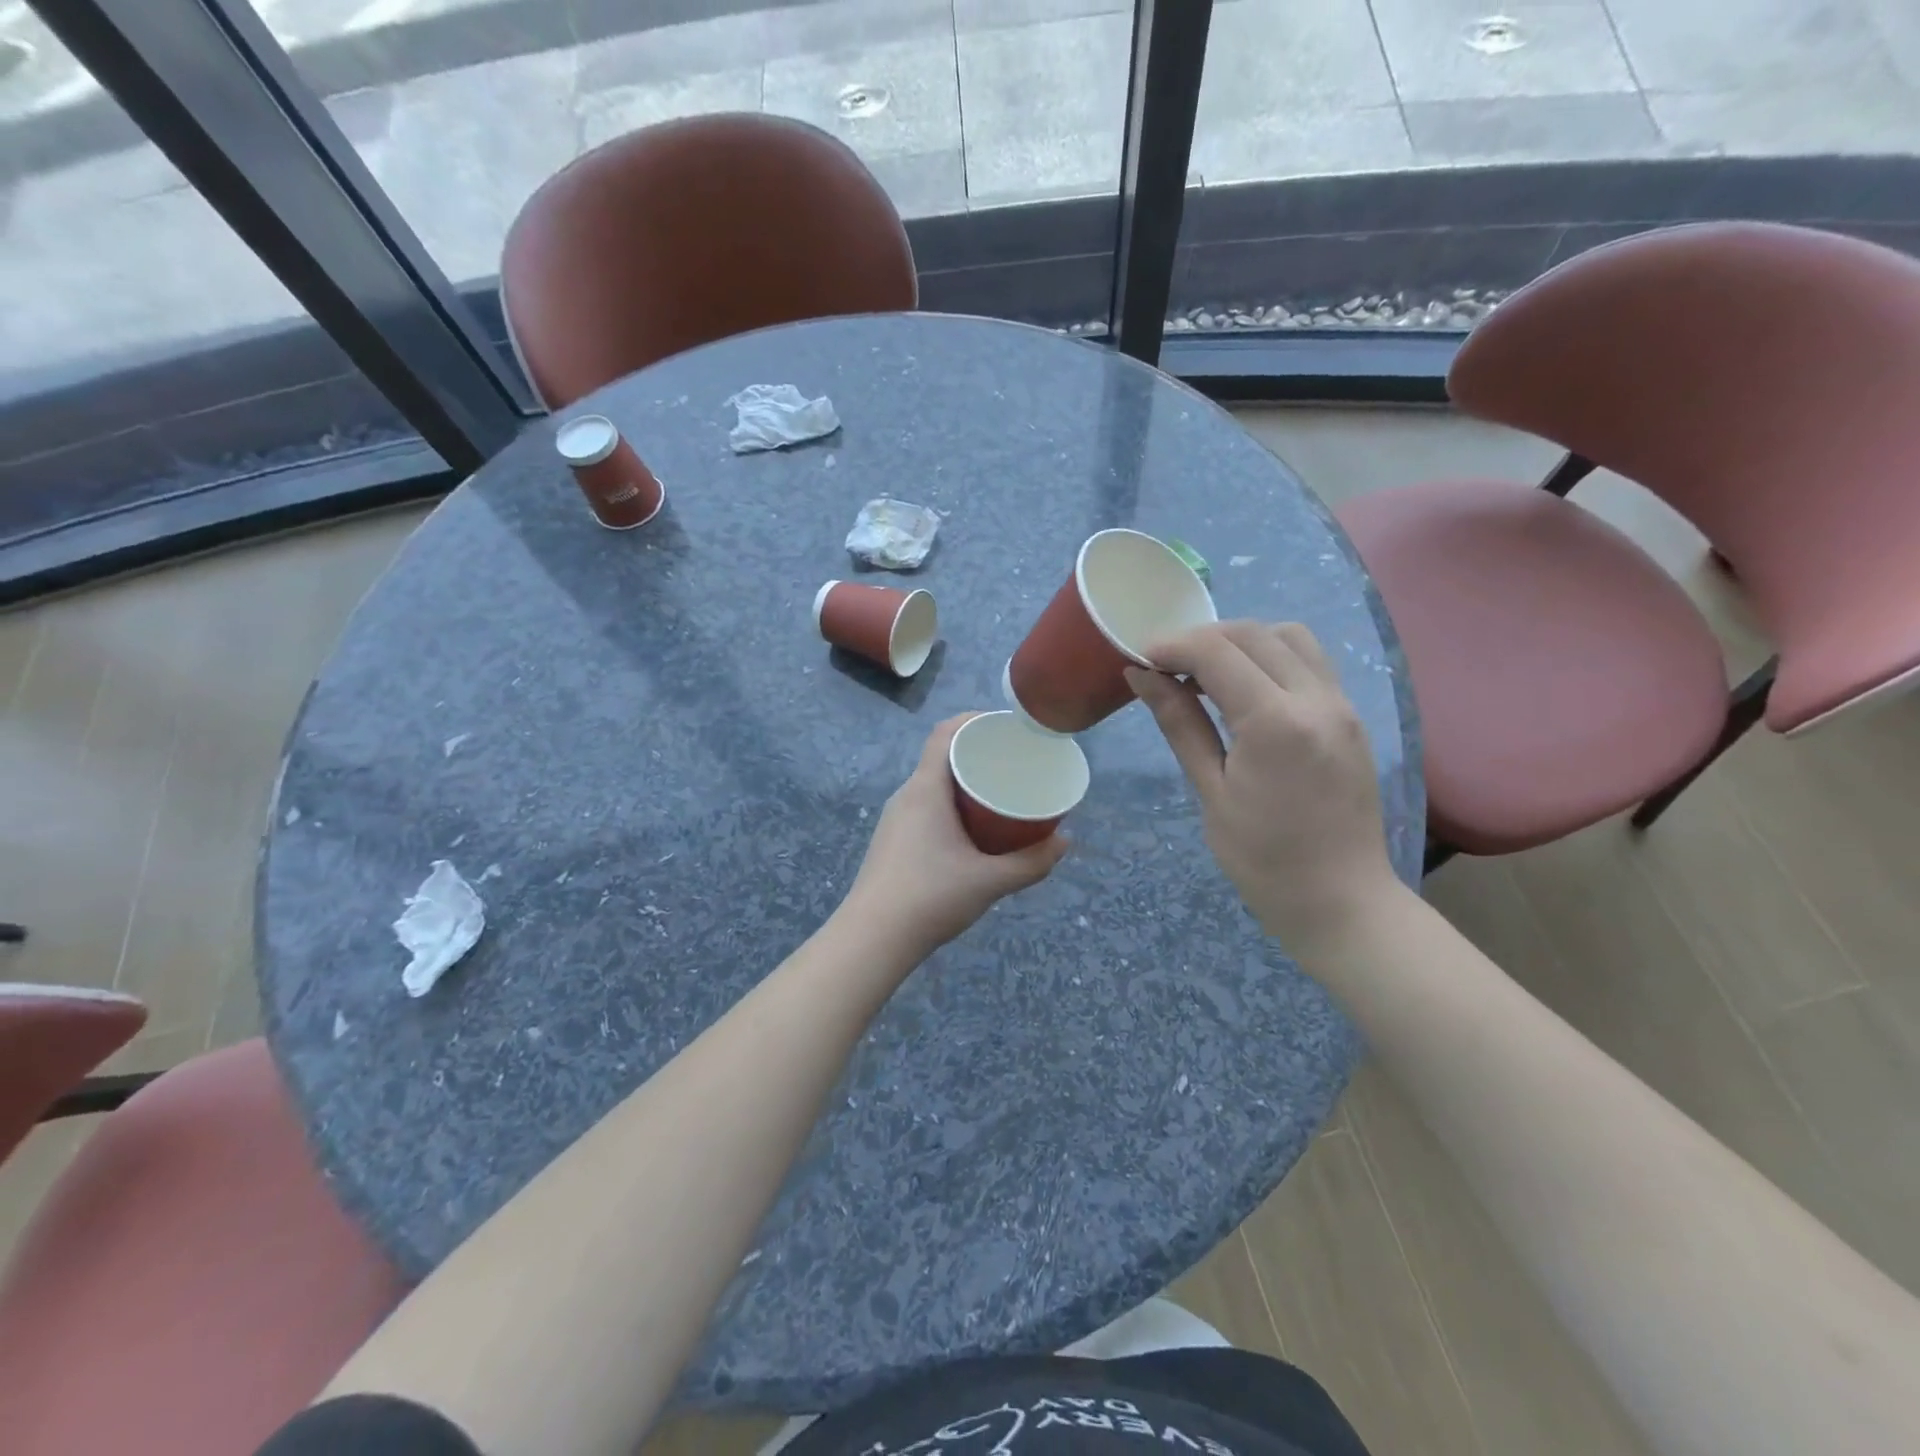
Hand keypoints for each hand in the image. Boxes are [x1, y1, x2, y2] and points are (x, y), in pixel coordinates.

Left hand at [842, 715, 1067, 960]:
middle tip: (1014, 763)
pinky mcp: (893, 841)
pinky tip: (972, 830)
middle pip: (942, 757)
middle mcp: (906, 796)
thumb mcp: (989, 881)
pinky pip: (926, 807)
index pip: (945, 733)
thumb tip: (1065, 842)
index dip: (974, 720)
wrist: (872, 939)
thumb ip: (1031, 863)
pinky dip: (952, 805)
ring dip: (965, 783)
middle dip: (978, 754)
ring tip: (999, 795)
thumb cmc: (930, 898)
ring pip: (934, 786)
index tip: (1007, 726)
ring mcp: (896, 820)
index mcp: (925, 790)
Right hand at [1125, 622, 1402, 956]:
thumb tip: (1142, 676)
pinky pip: (1310, 660)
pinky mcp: (1350, 715)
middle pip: (1253, 633)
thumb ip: (1180, 724)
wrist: (1341, 901)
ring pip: (1288, 636)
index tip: (1139, 658)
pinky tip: (1245, 688)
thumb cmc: (1263, 859)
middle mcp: (1317, 699)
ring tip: (1206, 673)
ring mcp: (1342, 704)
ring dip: (1241, 641)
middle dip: (1201, 638)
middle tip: (1165, 666)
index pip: (1217, 653)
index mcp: (1276, 723)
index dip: (1172, 646)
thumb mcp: (1211, 792)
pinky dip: (1271, 656)